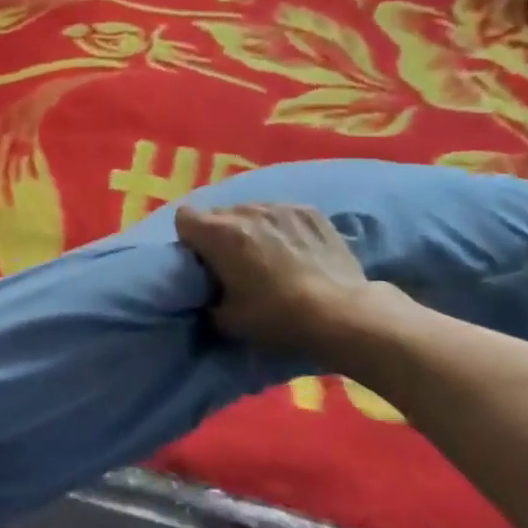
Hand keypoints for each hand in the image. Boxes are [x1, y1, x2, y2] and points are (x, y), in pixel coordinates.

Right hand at [174, 202, 374, 345]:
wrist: (343, 314)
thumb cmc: (277, 316)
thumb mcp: (226, 320)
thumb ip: (206, 299)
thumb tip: (206, 294)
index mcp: (218, 233)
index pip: (184, 217)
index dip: (189, 238)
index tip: (202, 259)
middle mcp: (245, 211)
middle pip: (217, 213)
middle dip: (219, 232)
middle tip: (233, 260)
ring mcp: (279, 207)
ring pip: (250, 210)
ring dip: (250, 227)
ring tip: (267, 252)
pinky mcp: (310, 211)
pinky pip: (281, 212)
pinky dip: (280, 226)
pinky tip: (295, 248)